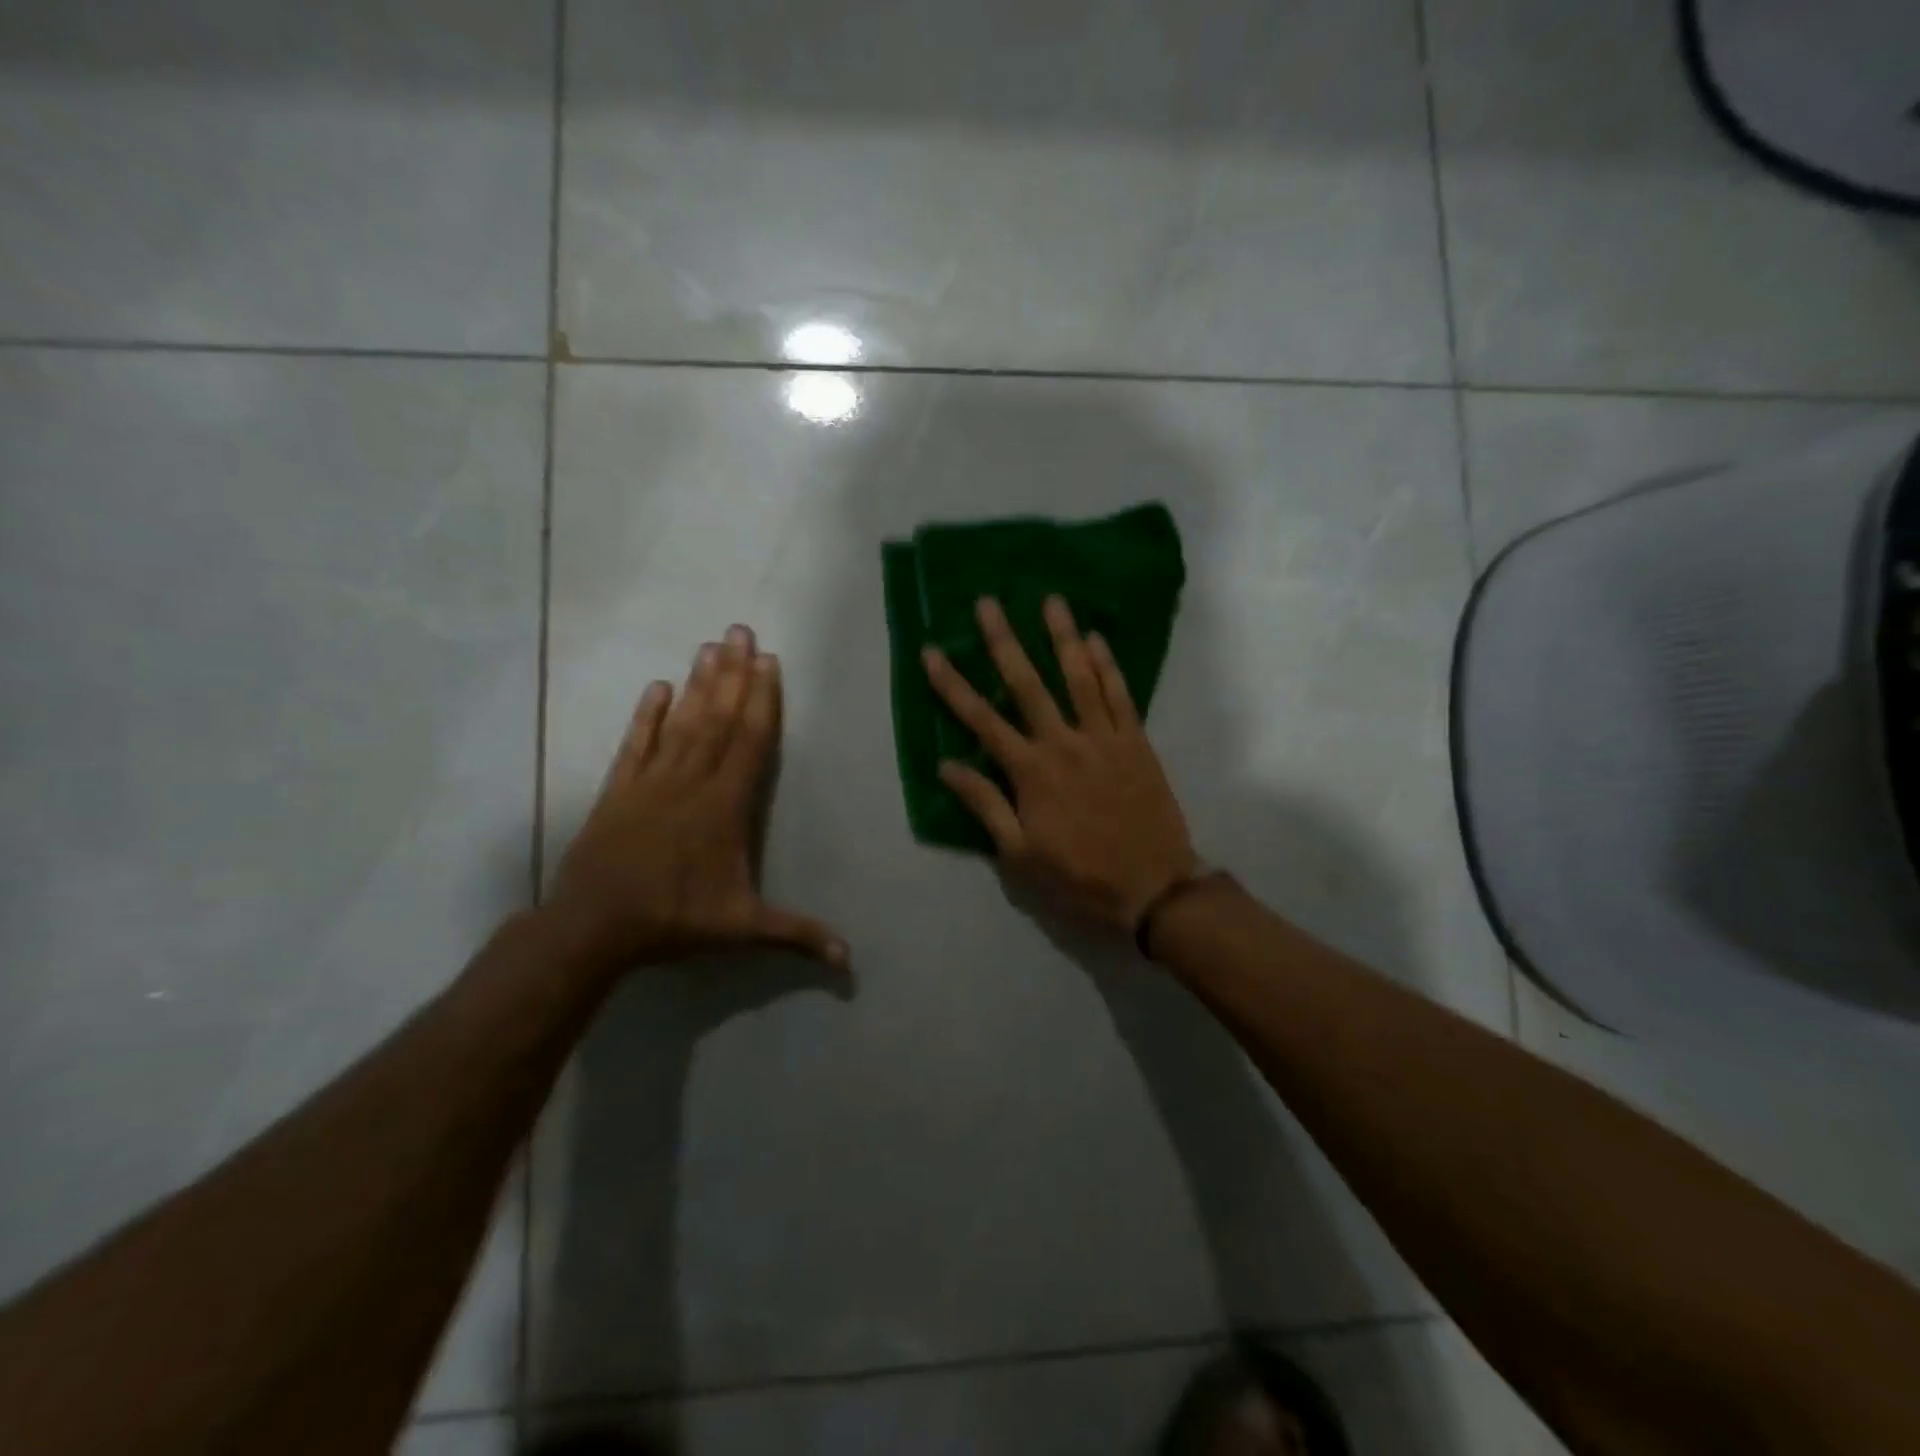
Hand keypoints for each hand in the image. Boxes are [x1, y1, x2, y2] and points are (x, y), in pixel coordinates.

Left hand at [546, 625, 847, 973]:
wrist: (593, 927)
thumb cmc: (674, 920)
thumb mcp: (742, 928)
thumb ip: (797, 935)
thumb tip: (849, 960)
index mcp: (726, 805)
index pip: (750, 741)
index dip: (762, 700)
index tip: (768, 662)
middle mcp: (692, 781)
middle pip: (719, 719)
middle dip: (734, 674)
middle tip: (741, 631)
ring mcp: (652, 781)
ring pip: (683, 722)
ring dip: (699, 683)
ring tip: (711, 645)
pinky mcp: (620, 790)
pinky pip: (637, 744)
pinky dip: (648, 715)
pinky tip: (658, 687)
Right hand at [922, 596, 1199, 931]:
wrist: (1152, 888)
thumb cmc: (1079, 876)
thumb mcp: (1020, 855)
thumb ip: (985, 805)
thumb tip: (946, 766)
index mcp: (1030, 772)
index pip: (981, 720)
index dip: (952, 684)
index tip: (932, 652)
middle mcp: (1063, 743)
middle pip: (1027, 684)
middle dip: (1003, 641)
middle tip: (988, 602)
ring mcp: (1103, 738)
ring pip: (1079, 677)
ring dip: (1062, 637)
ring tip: (1050, 600)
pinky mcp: (1136, 741)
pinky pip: (1120, 694)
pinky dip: (1108, 664)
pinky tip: (1097, 638)